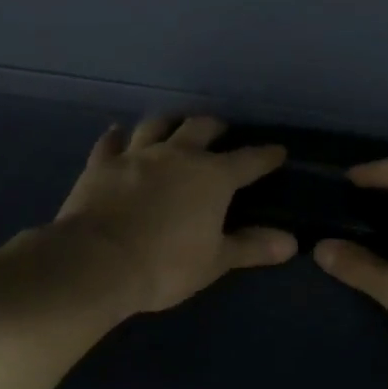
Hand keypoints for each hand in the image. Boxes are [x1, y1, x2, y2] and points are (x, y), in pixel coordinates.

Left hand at [51, 116, 297, 315]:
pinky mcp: (101, 164)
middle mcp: (177, 155)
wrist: (96, 262)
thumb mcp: (215, 261)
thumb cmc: (165, 265)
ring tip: (174, 126)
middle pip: (200, 128)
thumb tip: (291, 242)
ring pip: (156, 126)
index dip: (266, 155)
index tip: (278, 151)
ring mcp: (136, 156)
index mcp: (212, 177)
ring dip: (168, 123)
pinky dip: (117, 138)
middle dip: (214, 127)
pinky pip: (110, 142)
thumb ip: (252, 247)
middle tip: (220, 132)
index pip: (249, 160)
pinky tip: (118, 135)